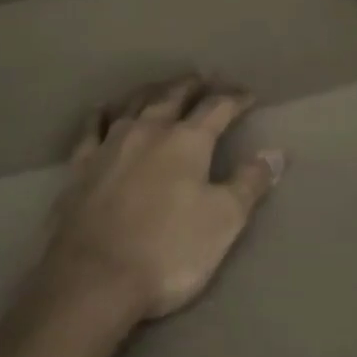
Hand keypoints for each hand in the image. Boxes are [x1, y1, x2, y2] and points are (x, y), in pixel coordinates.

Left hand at [38, 77, 283, 324]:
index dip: (235, 99)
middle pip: (173, 96)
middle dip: (192, 86)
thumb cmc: (168, 250)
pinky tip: (103, 110)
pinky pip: (93, 127)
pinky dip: (102, 114)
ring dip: (152, 92)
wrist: (93, 277)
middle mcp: (149, 130)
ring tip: (161, 88)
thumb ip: (250, 183)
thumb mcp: (224, 221)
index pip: (217, 108)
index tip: (248, 96)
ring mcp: (111, 143)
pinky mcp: (81, 164)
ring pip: (135, 104)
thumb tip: (275, 153)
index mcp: (187, 141)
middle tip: (203, 79)